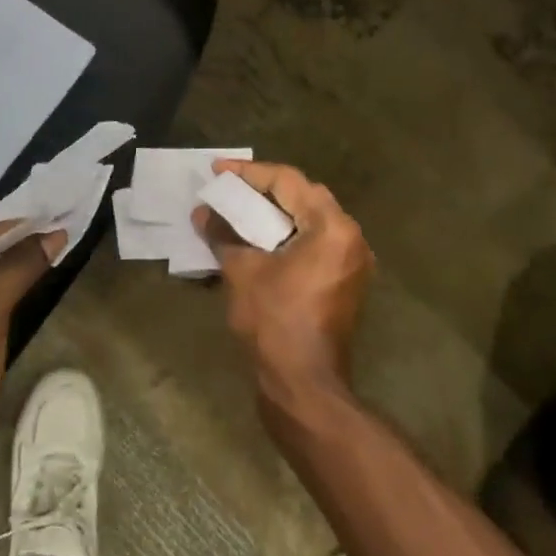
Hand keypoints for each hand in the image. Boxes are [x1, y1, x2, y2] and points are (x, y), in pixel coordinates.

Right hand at [194, 160, 373, 397]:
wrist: (304, 385)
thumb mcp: (242, 271)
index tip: (217, 169)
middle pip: (304, 195)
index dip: (250, 173)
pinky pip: (316, 241)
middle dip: (265, 188)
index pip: (288, 182)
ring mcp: (353, 261)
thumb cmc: (275, 322)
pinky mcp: (346, 281)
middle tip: (230, 186)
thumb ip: (223, 234)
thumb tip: (202, 213)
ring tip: (240, 206)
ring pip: (311, 218)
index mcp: (332, 227)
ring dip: (277, 211)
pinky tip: (260, 236)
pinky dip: (289, 233)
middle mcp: (350, 237)